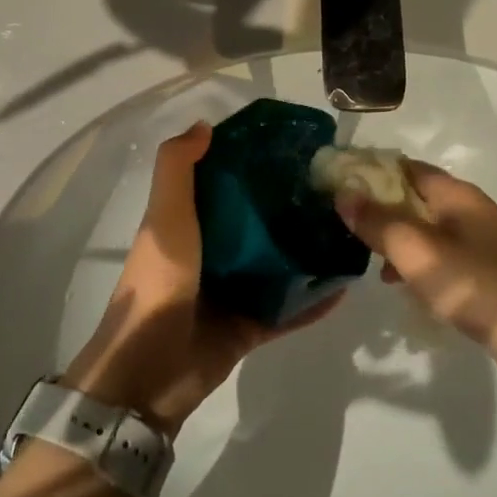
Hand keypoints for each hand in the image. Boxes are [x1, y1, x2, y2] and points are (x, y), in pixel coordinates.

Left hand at [63, 121, 340, 436]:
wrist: (149, 373)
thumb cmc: (158, 283)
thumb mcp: (164, 218)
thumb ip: (177, 169)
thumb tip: (205, 124)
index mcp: (188, 225)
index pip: (223, 184)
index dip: (251, 163)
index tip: (289, 147)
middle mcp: (212, 254)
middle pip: (256, 223)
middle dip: (288, 206)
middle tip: (332, 187)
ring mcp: (232, 293)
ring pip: (277, 265)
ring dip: (306, 251)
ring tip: (347, 229)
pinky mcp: (249, 327)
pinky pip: (288, 309)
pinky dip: (314, 299)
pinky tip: (346, 284)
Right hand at [335, 162, 496, 345]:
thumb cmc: (475, 286)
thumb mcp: (418, 253)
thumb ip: (379, 222)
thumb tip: (343, 192)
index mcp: (457, 195)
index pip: (406, 167)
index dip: (371, 171)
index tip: (337, 184)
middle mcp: (470, 211)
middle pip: (415, 197)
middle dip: (379, 207)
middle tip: (344, 224)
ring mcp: (479, 243)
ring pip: (425, 229)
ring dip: (395, 238)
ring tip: (365, 258)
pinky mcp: (483, 273)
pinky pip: (438, 256)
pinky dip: (415, 263)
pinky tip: (399, 285)